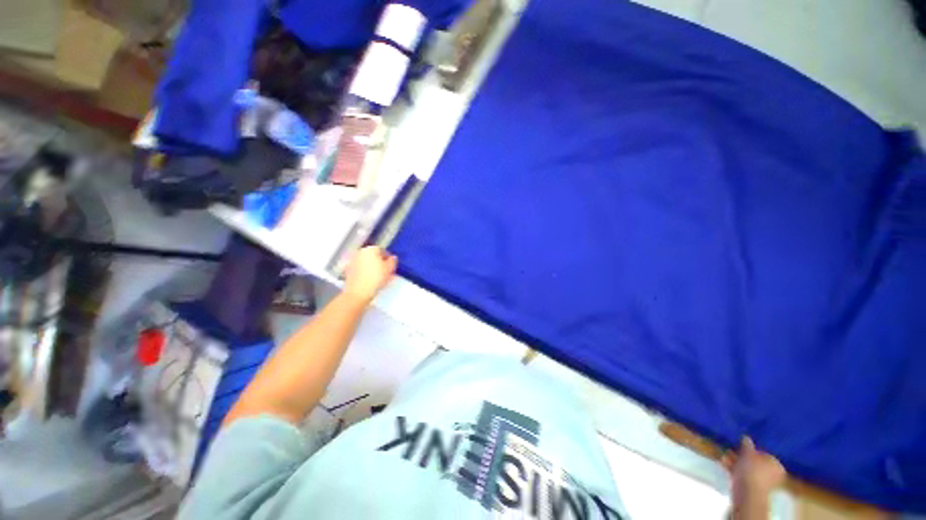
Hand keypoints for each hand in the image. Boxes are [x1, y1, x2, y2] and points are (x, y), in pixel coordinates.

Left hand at [344, 246, 396, 304]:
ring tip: (377, 276)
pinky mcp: (347, 270)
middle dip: (378, 261)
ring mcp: (352, 260)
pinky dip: (364, 271)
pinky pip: (359, 268)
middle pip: (372, 255)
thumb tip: (392, 258)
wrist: (358, 292)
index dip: (387, 258)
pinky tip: (368, 279)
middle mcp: (360, 252)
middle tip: (384, 270)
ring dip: (371, 266)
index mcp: (371, 249)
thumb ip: (392, 261)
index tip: (390, 265)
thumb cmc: (376, 278)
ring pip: (365, 261)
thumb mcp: (389, 269)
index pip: (382, 250)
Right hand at [722, 437, 786, 495]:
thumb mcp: (747, 453)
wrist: (748, 491)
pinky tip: (723, 464)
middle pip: (754, 462)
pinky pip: (742, 475)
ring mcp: (762, 481)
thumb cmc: (752, 469)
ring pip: (746, 468)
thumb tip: (746, 437)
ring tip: (724, 456)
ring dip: (735, 462)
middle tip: (730, 450)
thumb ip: (747, 445)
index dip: (751, 450)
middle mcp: (772, 473)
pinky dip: (734, 469)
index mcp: (775, 464)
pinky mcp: (751, 487)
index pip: (763, 454)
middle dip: (740, 456)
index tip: (740, 447)